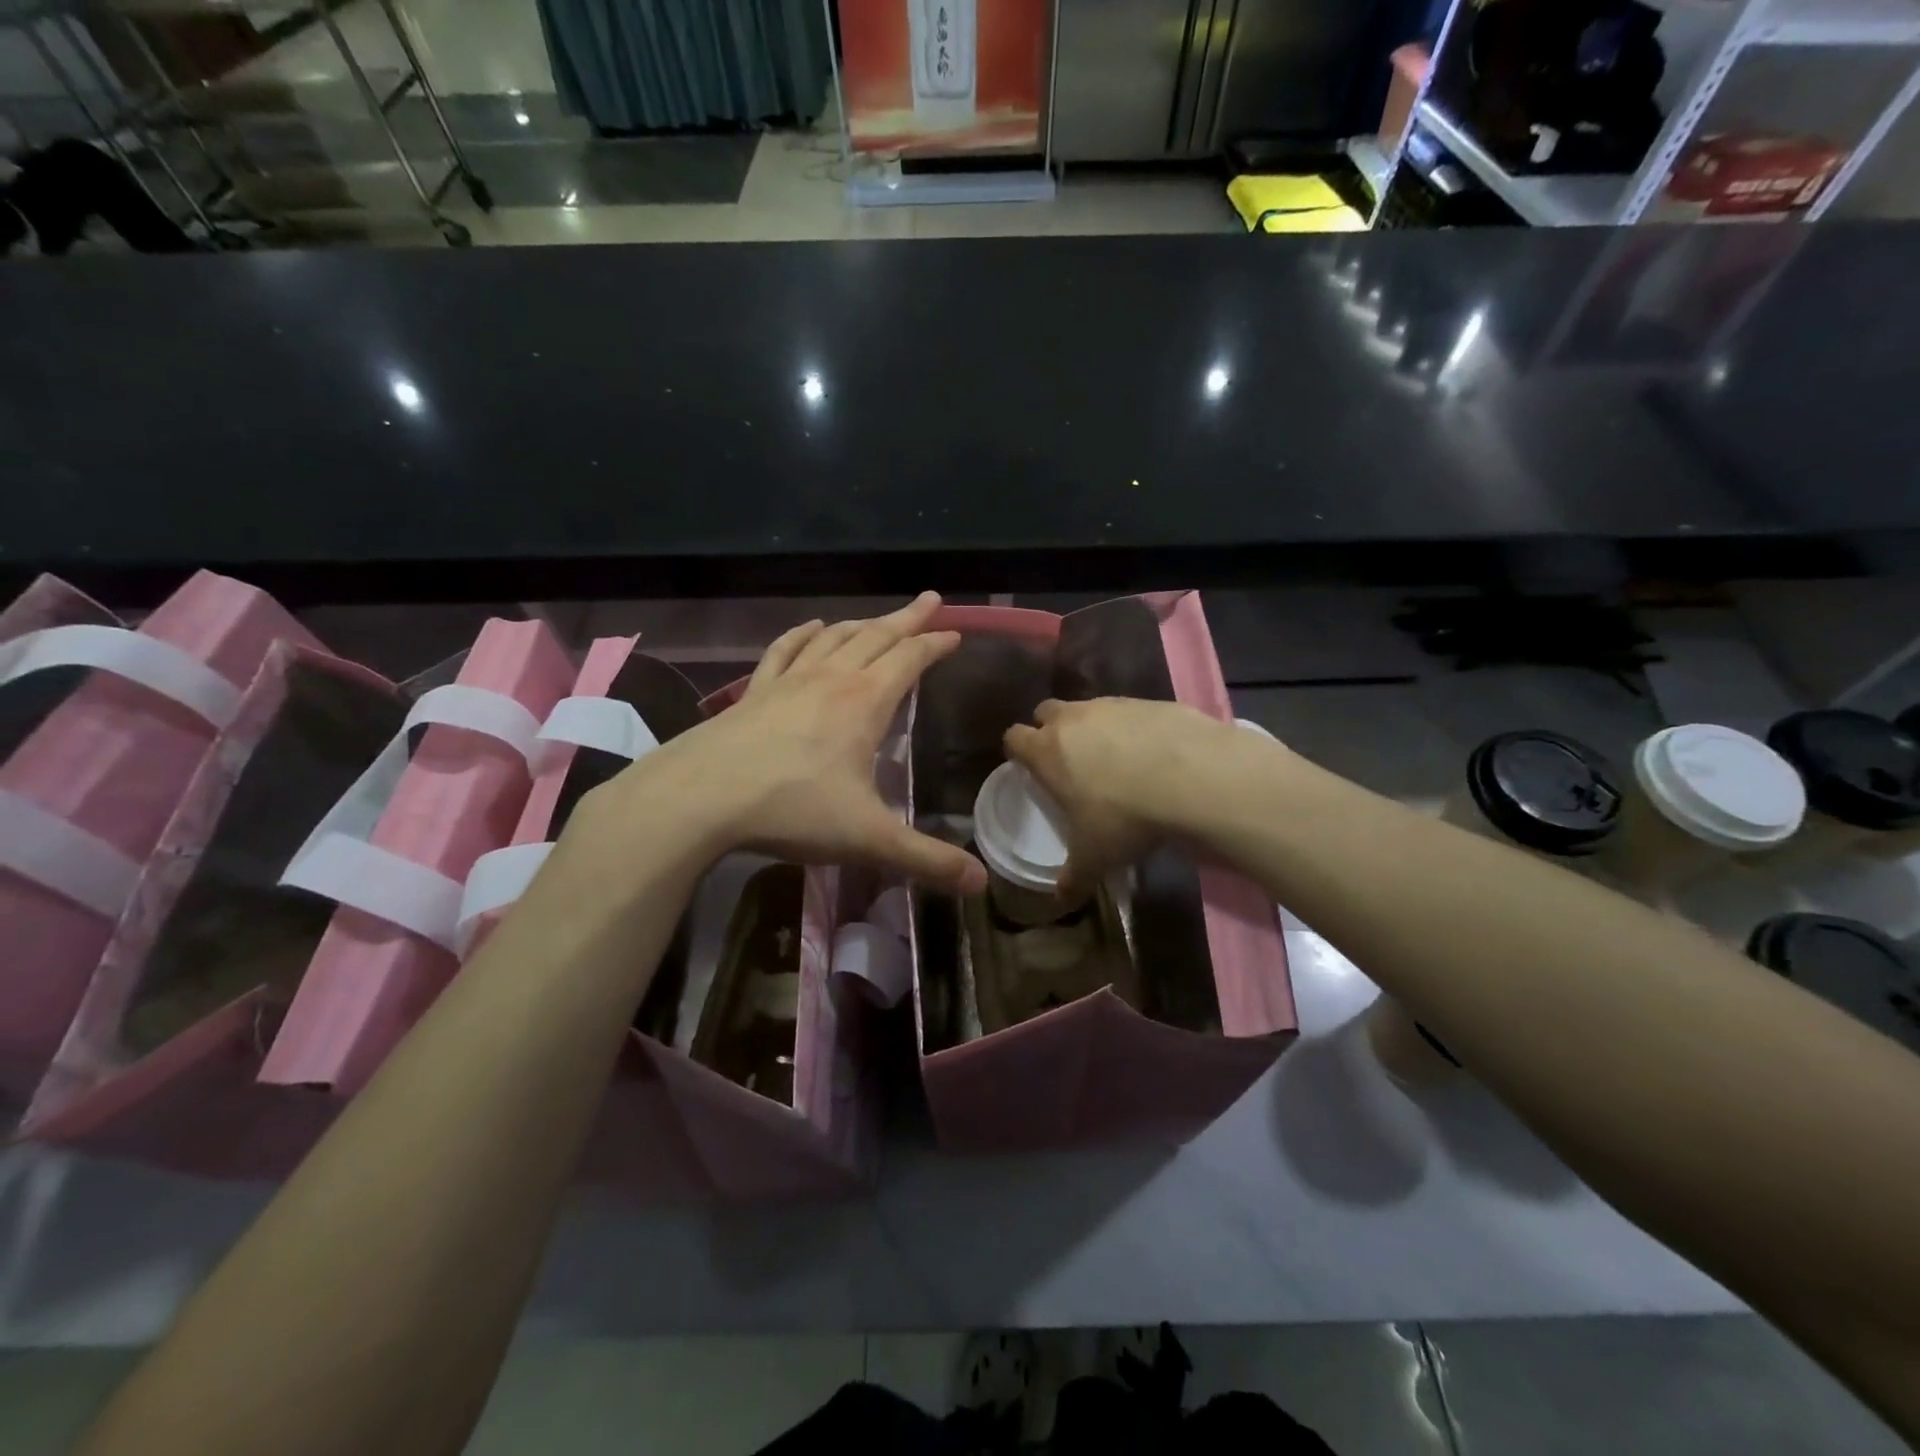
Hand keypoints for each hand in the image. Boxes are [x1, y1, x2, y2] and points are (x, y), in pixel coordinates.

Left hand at [587, 593, 986, 893]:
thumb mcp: (868, 839)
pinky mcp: (755, 691)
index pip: (909, 660)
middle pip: (877, 637)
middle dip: (907, 619)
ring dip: (862, 623)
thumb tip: (981, 884)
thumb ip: (926, 860)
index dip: (935, 644)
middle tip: (930, 599)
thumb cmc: (793, 810)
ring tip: (879, 619)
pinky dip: (803, 634)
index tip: (954, 633)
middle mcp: (831, 679)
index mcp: (865, 702)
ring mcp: (789, 681)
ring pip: (834, 638)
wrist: (701, 797)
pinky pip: (785, 650)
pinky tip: (811, 628)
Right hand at [1003, 697, 1248, 896]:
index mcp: (1047, 751)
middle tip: (1068, 763)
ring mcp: (1112, 705)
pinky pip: (1128, 711)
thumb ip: (1073, 878)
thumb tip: (1061, 900)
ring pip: (1088, 709)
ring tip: (1115, 762)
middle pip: (1046, 712)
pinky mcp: (1148, 701)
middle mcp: (1073, 719)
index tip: (1029, 770)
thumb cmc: (1125, 816)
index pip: (1014, 738)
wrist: (1193, 775)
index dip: (1018, 752)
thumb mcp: (1095, 857)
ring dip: (1092, 728)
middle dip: (1050, 731)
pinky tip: (1153, 756)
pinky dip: (1132, 729)